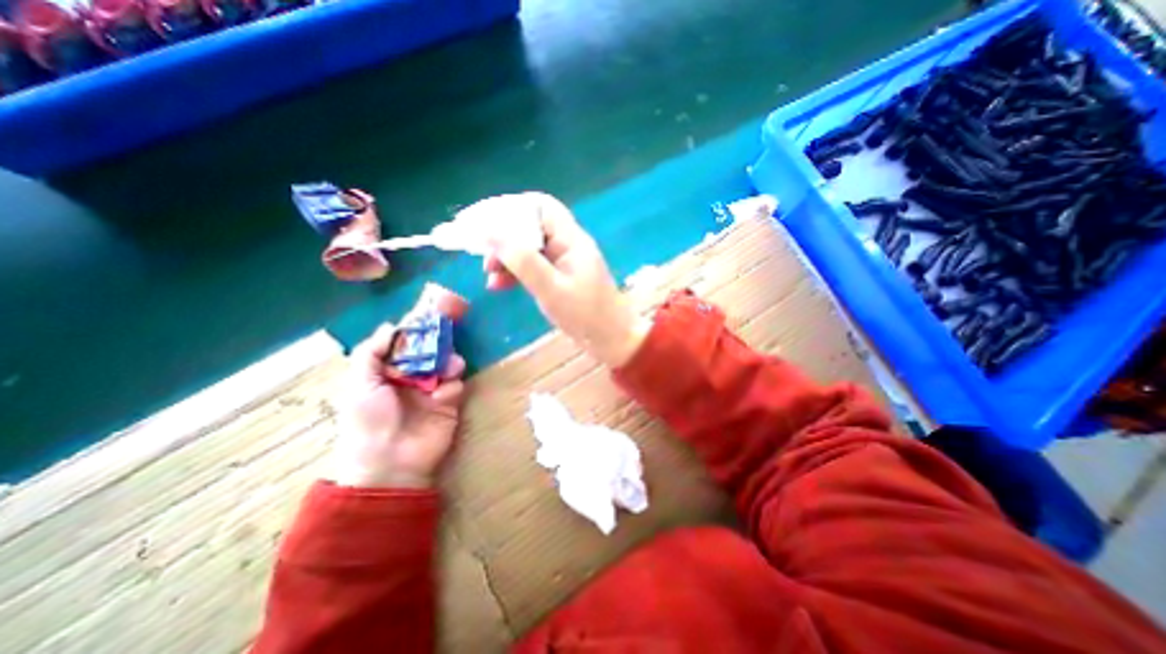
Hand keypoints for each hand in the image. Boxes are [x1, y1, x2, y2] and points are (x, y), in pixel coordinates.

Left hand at [326, 324, 464, 488]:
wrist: (390, 461)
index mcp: (388, 370)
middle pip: (431, 350)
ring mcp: (432, 389)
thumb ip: (373, 351)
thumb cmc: (369, 419)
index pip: (405, 343)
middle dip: (440, 341)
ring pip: (447, 363)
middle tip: (447, 333)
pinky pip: (456, 384)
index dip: (417, 327)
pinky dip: (452, 385)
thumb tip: (392, 326)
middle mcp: (411, 376)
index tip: (430, 310)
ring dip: (450, 361)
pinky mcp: (449, 403)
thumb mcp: (360, 383)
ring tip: (449, 367)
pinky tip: (443, 395)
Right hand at [459, 193, 650, 368]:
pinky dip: (515, 272)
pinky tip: (499, 285)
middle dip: (503, 236)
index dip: (510, 208)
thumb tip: (491, 234)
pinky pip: (533, 267)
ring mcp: (563, 262)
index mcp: (571, 240)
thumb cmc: (587, 316)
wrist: (612, 341)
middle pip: (530, 226)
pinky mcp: (559, 278)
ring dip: (506, 257)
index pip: (540, 207)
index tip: (482, 221)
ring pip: (528, 248)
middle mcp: (567, 245)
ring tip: (488, 273)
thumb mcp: (552, 290)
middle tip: (480, 251)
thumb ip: (523, 261)